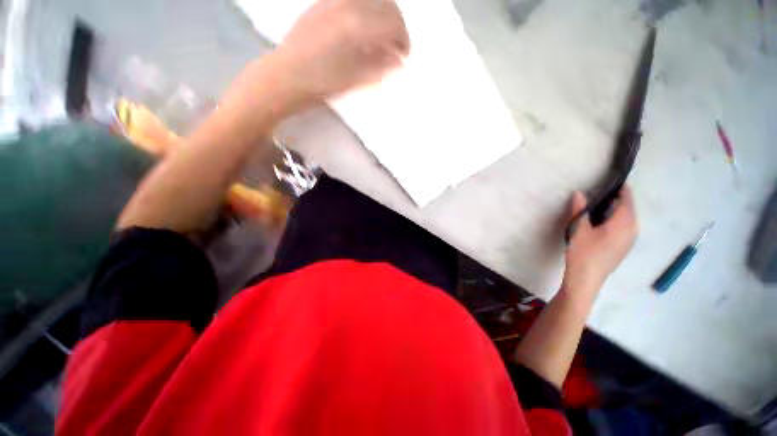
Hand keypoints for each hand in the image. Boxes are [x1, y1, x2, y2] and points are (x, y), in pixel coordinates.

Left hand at [275, 0, 409, 101]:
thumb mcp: (355, 78)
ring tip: (382, 37)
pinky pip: (354, 0)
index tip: (405, 55)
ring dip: (383, 14)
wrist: (286, 76)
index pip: (393, 22)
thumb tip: (398, 60)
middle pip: (386, 4)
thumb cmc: (322, 82)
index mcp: (357, 24)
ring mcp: (333, 0)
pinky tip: (364, 29)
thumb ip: (379, 66)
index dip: (403, 39)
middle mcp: (347, 4)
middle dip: (397, 24)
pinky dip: (367, 11)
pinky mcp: (323, 2)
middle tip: (397, 45)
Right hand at [563, 186, 637, 292]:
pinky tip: (599, 222)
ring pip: (625, 218)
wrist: (586, 279)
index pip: (626, 199)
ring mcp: (629, 239)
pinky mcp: (623, 246)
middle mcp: (632, 229)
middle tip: (596, 192)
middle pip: (627, 208)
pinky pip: (623, 226)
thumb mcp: (578, 230)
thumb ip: (579, 210)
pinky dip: (614, 220)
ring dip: (614, 210)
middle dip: (615, 198)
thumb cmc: (584, 253)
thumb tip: (578, 193)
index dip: (619, 188)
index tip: (608, 179)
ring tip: (596, 205)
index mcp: (624, 223)